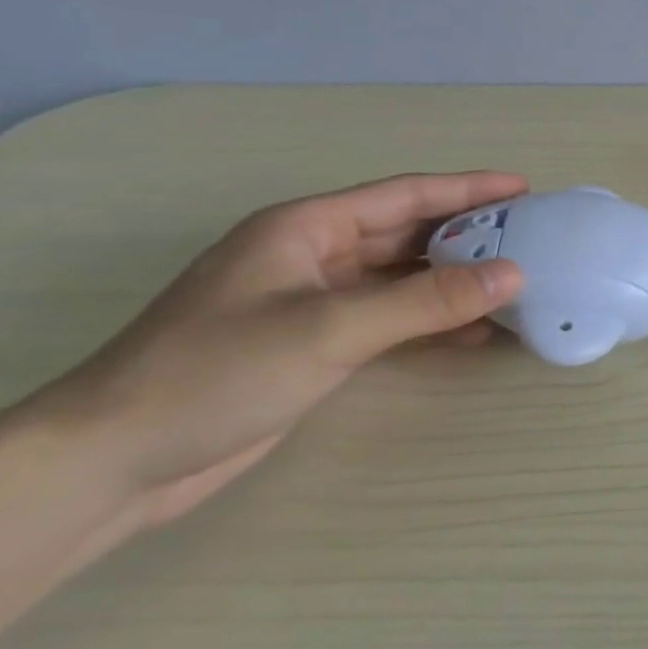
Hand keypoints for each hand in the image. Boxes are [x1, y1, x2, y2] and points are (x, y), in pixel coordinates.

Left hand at [36, 172, 526, 529]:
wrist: (116, 459)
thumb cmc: (217, 373)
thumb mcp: (331, 328)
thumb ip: (427, 301)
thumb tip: (513, 274)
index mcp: (305, 228)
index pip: (403, 196)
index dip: (467, 189)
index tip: (525, 190)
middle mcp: (312, 255)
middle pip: (406, 234)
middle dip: (468, 235)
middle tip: (532, 240)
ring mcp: (312, 301)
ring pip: (401, 278)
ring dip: (454, 282)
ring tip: (515, 285)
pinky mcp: (314, 343)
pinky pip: (390, 318)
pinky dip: (431, 321)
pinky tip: (472, 333)